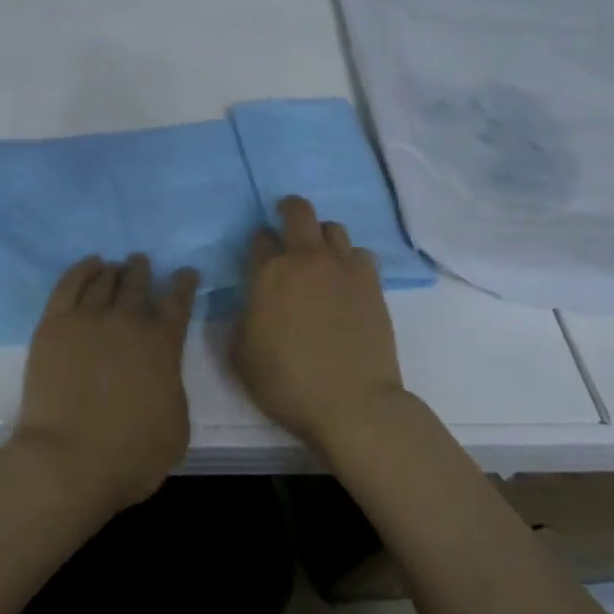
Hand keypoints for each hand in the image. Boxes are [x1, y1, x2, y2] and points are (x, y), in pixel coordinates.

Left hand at [13, 254, 200, 512]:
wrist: (68, 460)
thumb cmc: (131, 455)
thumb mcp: (176, 426)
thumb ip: (171, 388)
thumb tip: (160, 374)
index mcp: (163, 345)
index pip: (178, 303)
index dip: (184, 284)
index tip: (185, 272)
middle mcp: (128, 322)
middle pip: (137, 284)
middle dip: (142, 271)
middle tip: (140, 262)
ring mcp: (88, 319)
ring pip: (103, 281)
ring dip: (113, 271)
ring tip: (115, 266)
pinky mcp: (53, 325)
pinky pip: (68, 285)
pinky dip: (81, 270)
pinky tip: (89, 265)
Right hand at [234, 196, 404, 450]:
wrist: (352, 403)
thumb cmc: (286, 383)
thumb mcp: (241, 355)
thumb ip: (242, 319)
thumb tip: (251, 304)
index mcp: (268, 274)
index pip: (259, 238)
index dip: (257, 242)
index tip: (258, 254)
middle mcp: (305, 259)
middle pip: (298, 212)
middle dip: (288, 210)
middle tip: (285, 223)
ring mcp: (343, 268)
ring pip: (333, 228)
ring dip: (321, 235)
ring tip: (318, 256)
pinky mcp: (372, 283)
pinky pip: (360, 253)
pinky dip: (349, 258)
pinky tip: (345, 279)